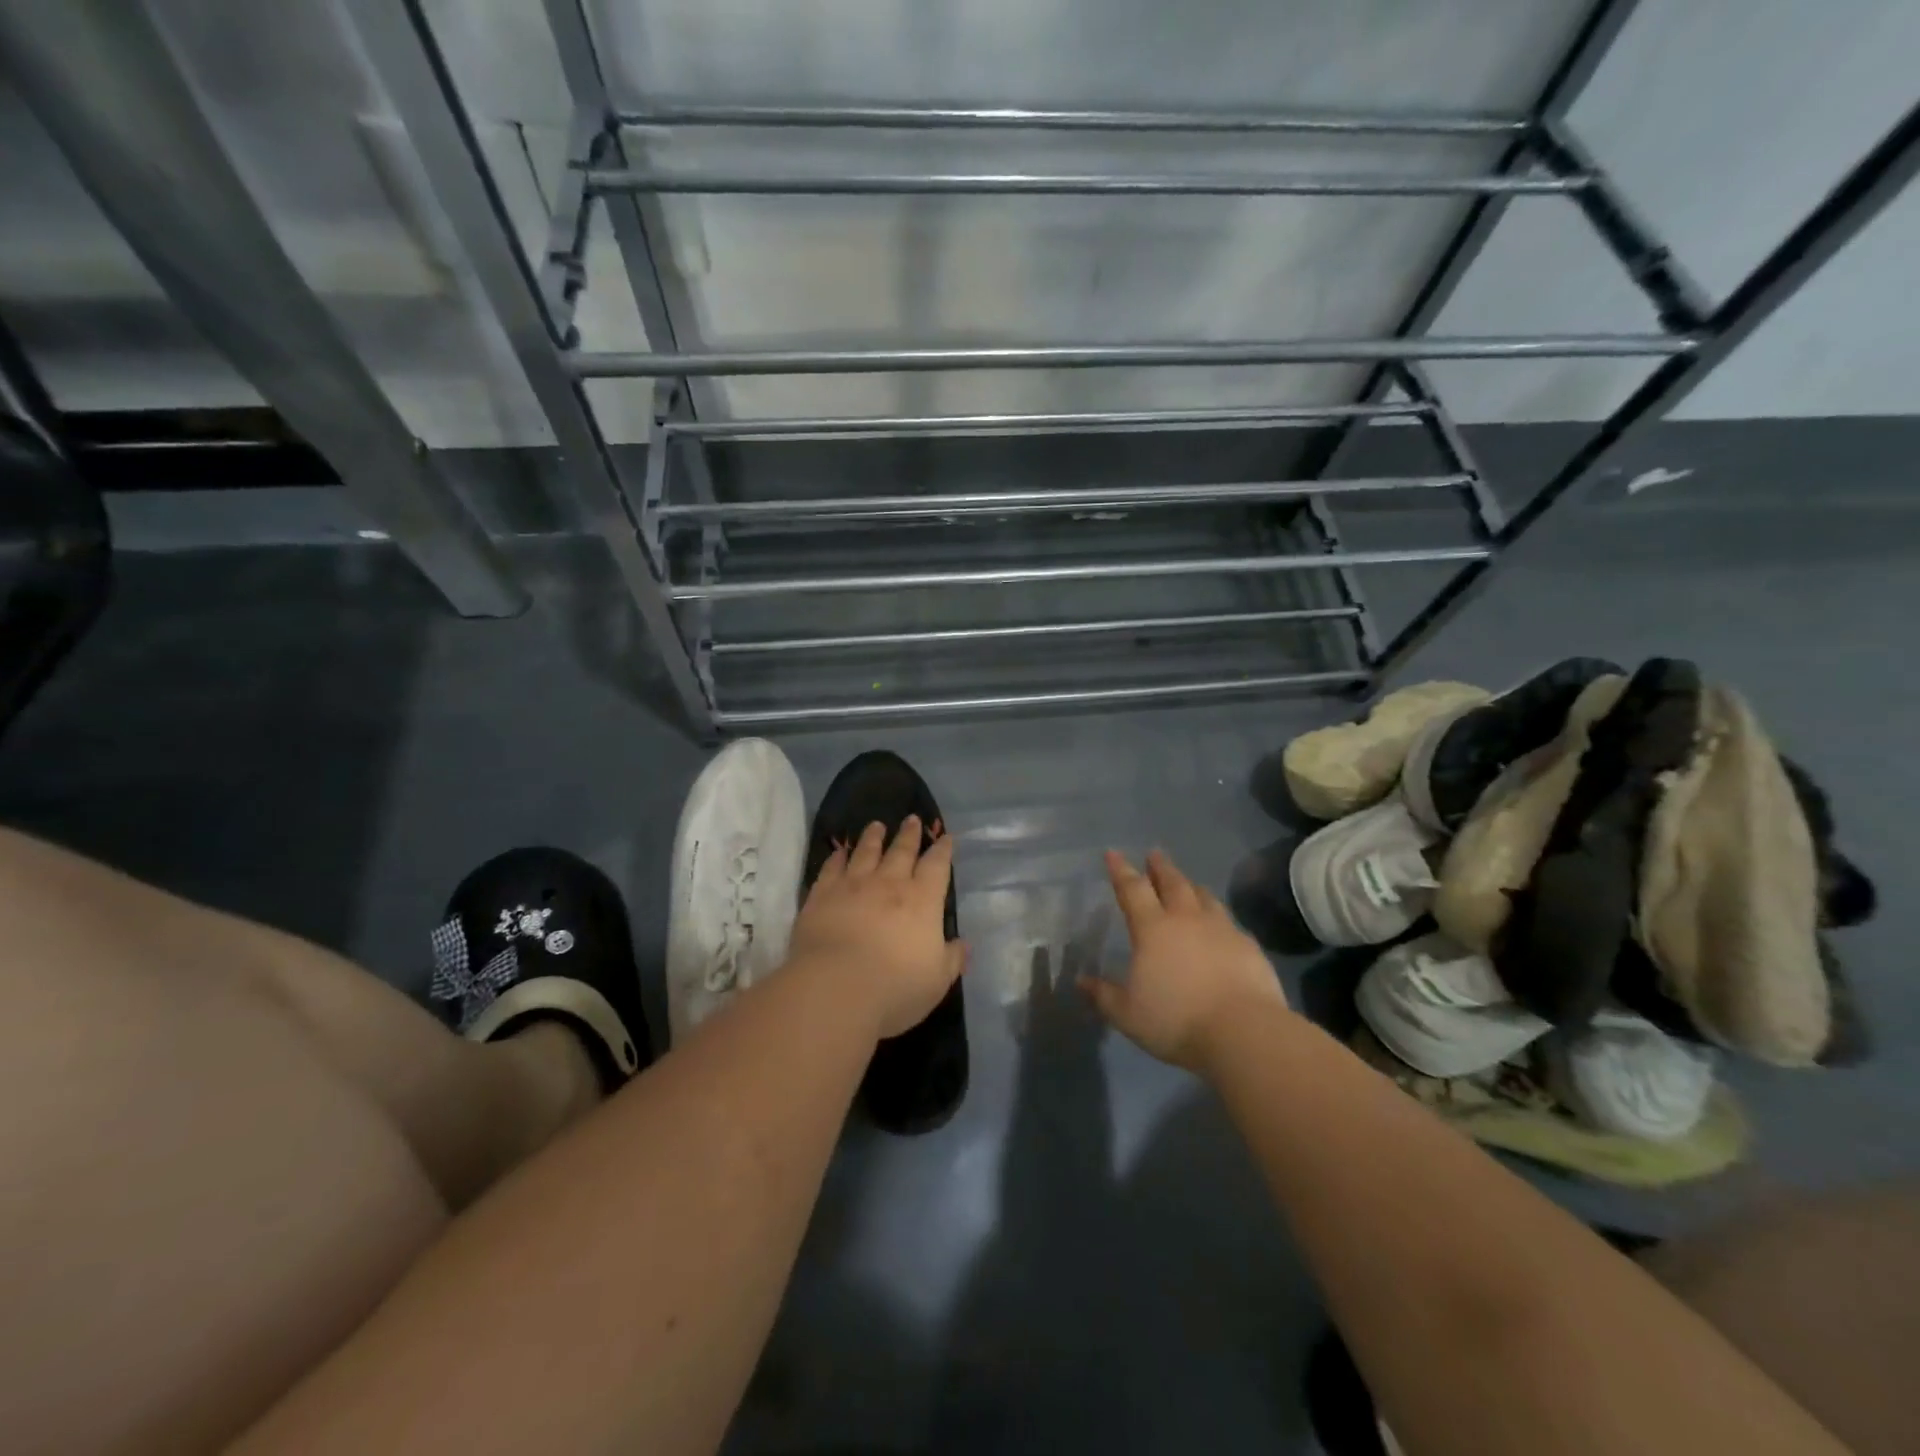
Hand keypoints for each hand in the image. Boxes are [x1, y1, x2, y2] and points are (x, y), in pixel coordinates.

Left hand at [788, 816, 965, 1039]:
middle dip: (909, 834)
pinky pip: (831, 868)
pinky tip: (839, 852)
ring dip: (873, 837)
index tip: (945, 837)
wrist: (835, 989)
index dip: (942, 850)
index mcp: (923, 901)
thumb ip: (952, 959)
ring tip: (876, 825)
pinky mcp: (822, 895)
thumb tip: (964, 945)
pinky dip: (837, 857)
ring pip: (865, 852)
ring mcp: (853, 886)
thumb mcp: (937, 980)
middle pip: (901, 851)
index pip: (937, 866)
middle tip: (911, 819)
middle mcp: (889, 884)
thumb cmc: (895, 988)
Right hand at [1080, 849, 1289, 1071]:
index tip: (1113, 853)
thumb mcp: (1128, 1014)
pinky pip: (1229, 922)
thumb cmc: (1176, 1020)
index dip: (1121, 870)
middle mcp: (1186, 919)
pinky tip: (1221, 925)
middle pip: (1172, 883)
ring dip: (1191, 887)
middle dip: (1160, 867)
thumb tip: (1081, 982)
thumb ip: (1104, 995)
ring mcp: (1222, 929)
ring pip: (1204, 897)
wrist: (1243, 1033)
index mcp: (1152, 929)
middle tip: (1155, 854)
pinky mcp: (1249, 946)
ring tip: (1187, 883)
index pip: (1133, 889)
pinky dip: (1218, 916)